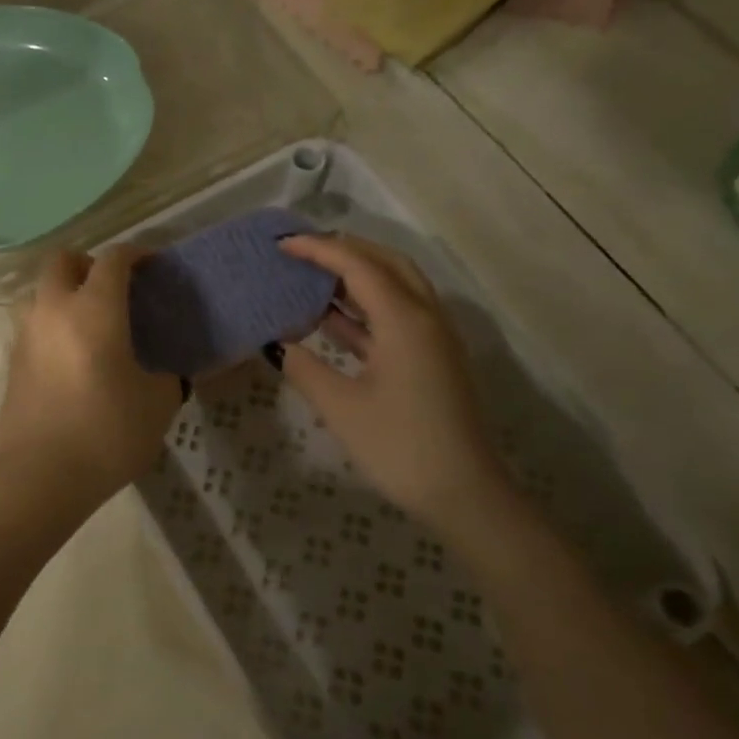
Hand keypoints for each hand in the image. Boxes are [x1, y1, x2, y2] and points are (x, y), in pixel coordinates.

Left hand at [0, 247, 181, 505]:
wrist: (40, 475)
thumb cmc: (108, 431)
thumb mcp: (158, 403)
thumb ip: (167, 376)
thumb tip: (164, 372)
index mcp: (94, 308)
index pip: (114, 259)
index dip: (136, 254)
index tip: (153, 266)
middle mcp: (54, 310)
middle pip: (63, 261)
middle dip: (89, 265)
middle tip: (114, 291)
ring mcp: (26, 335)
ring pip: (42, 293)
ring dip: (65, 295)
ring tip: (92, 327)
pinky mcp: (12, 363)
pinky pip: (34, 327)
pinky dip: (54, 328)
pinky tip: (74, 360)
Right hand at [278, 234, 512, 525]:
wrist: (462, 493)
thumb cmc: (398, 446)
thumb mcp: (341, 406)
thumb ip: (304, 367)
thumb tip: (276, 344)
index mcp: (405, 320)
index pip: (358, 266)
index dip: (319, 250)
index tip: (282, 245)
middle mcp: (425, 317)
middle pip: (386, 264)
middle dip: (344, 251)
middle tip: (302, 252)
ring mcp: (433, 339)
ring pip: (395, 288)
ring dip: (356, 278)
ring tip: (311, 277)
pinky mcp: (432, 360)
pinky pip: (397, 317)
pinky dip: (365, 309)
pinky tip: (331, 319)